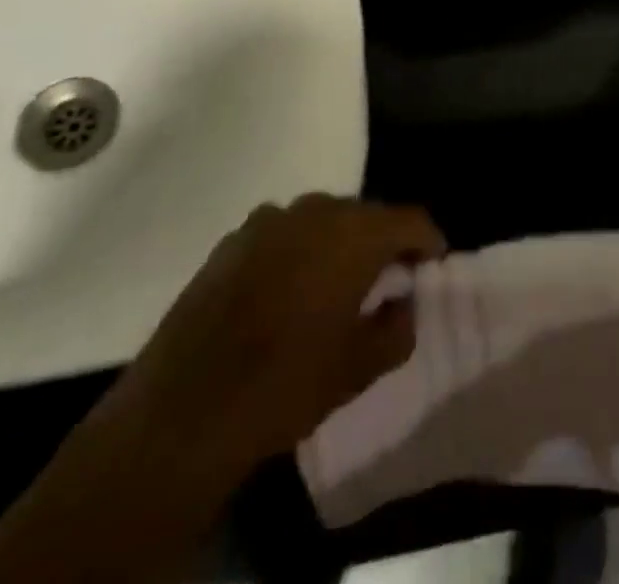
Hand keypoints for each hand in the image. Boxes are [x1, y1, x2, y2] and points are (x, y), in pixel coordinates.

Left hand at [114, 194, 446, 469]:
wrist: (184, 407)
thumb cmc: (286, 384)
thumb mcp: (358, 369)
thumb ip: (397, 328)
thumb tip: (402, 302)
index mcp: (354, 234)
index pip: (409, 219)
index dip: (427, 240)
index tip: (433, 263)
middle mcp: (314, 210)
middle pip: (364, 214)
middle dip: (381, 240)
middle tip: (386, 277)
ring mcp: (268, 219)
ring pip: (321, 219)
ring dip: (336, 243)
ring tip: (334, 283)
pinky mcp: (232, 239)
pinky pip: (282, 233)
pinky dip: (296, 250)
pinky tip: (285, 289)